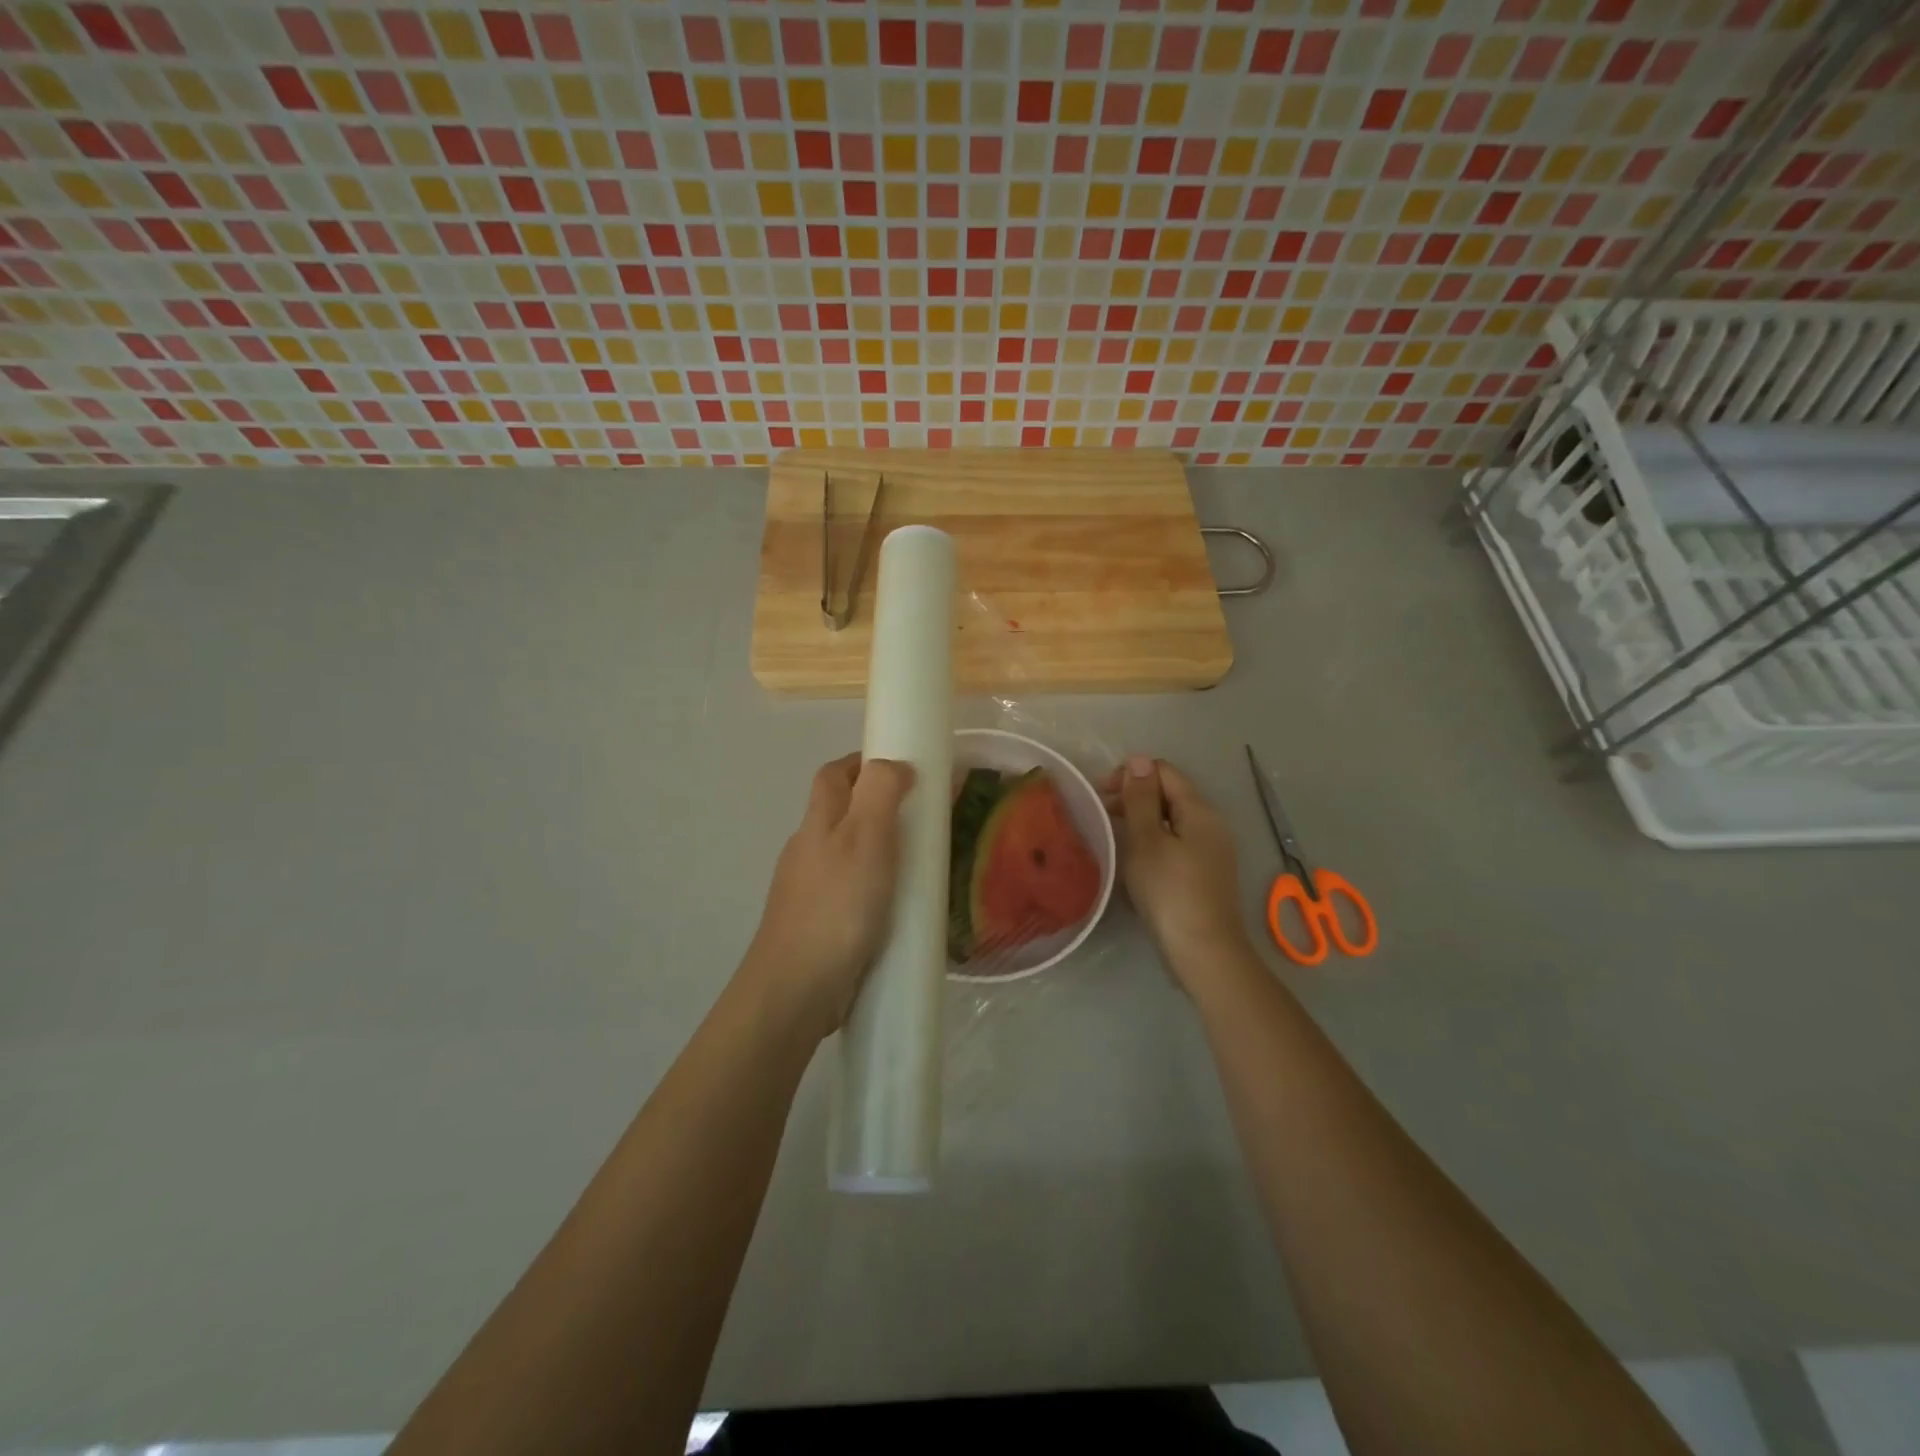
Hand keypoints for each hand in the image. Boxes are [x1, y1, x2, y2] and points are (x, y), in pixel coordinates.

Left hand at [741, 753, 915, 1042]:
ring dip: (878, 848)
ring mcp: (809, 890)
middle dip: (876, 804)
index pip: (834, 774)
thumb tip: (895, 764)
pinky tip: (898, 907)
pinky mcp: (818, 925)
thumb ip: (881, 793)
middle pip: (839, 812)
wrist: (795, 990)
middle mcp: (808, 850)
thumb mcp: (866, 838)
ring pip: (846, 853)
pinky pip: (850, 891)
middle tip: (922, 816)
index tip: (903, 766)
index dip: (863, 762)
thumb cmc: (836, 907)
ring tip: (921, 861)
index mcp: (818, 823)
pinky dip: (874, 886)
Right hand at [1104, 755, 1255, 993]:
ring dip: (1141, 820)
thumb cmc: (1169, 891)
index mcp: (1200, 810)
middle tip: (1100, 816)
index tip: (1100, 795)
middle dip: (1134, 797)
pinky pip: (1176, 843)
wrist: (1203, 952)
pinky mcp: (1205, 874)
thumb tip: (1139, 759)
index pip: (1164, 771)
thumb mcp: (1147, 840)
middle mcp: (1211, 824)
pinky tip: (1134, 860)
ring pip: (1171, 820)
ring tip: (1113, 837)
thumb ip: (1141, 799)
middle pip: (1170, 794)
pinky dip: (1153, 842)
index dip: (1131, 775)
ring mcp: (1211, 850)